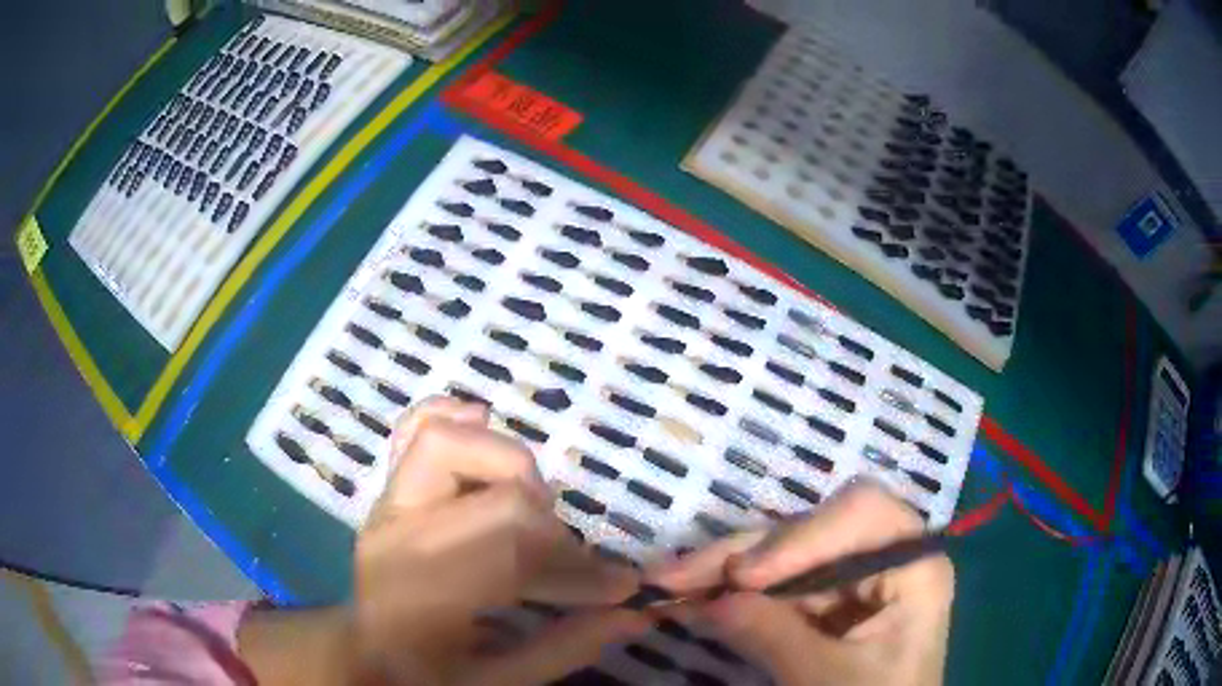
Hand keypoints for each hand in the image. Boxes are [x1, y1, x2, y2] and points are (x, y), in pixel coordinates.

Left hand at [353, 397, 646, 684]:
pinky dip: (453, 417)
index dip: (576, 564)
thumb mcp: (496, 682)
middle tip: (566, 560)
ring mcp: (388, 504)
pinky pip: (414, 429)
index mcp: (424, 592)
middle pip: (496, 492)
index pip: (512, 545)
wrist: (363, 654)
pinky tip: (482, 427)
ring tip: (528, 510)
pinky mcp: (389, 489)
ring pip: (447, 440)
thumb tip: (636, 615)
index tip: (616, 588)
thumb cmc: (426, 675)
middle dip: (550, 526)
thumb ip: (565, 649)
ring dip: (509, 467)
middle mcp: (400, 535)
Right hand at [649, 482, 953, 685]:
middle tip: (673, 576)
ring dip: (724, 572)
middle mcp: (884, 559)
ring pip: (784, 557)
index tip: (742, 577)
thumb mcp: (824, 678)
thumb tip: (702, 601)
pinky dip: (733, 595)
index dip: (800, 536)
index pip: (862, 513)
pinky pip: (776, 588)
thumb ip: (769, 635)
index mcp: (913, 566)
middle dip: (741, 555)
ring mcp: (852, 582)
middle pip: (812, 531)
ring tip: (667, 584)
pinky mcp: (826, 605)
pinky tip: (692, 599)